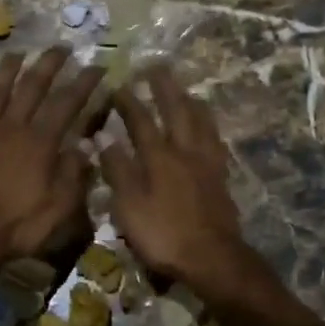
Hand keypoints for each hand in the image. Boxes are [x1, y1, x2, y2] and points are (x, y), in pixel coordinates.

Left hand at [0, 47, 105, 281]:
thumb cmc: (18, 227)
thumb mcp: (59, 208)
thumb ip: (73, 175)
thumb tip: (83, 148)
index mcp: (39, 142)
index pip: (67, 103)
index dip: (84, 83)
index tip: (98, 66)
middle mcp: (10, 128)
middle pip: (31, 87)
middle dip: (48, 64)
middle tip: (60, 47)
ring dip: (7, 71)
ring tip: (16, 54)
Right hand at [100, 65, 248, 289]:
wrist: (212, 258)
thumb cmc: (164, 235)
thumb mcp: (129, 206)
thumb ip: (117, 170)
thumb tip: (103, 138)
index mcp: (159, 157)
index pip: (141, 121)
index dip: (128, 102)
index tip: (118, 84)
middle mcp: (185, 152)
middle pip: (177, 111)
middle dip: (164, 88)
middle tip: (157, 67)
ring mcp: (208, 164)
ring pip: (201, 123)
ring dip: (191, 102)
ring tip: (186, 90)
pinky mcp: (221, 179)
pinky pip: (215, 142)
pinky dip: (209, 127)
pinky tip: (208, 130)